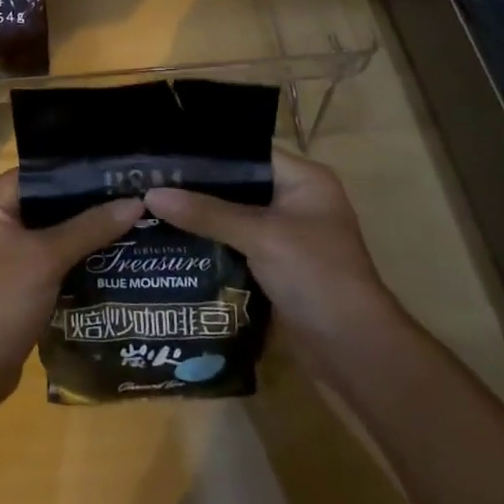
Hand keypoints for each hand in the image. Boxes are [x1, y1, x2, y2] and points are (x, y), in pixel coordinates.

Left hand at [0, 170, 144, 411]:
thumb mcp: (47, 258)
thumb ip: (90, 227)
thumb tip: (136, 202)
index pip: (40, 173)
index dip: (80, 174)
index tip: (121, 175)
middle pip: (46, 201)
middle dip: (87, 205)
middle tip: (133, 200)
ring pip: (48, 231)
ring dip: (83, 233)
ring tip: (131, 224)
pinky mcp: (9, 278)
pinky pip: (45, 256)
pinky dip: (72, 257)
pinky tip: (110, 256)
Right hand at [145, 149, 402, 361]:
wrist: (353, 351)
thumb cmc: (316, 276)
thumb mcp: (260, 236)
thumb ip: (206, 213)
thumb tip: (151, 194)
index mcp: (304, 180)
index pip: (247, 152)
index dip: (207, 151)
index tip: (163, 152)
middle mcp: (295, 200)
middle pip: (237, 185)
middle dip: (197, 186)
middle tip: (149, 179)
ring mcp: (286, 235)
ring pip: (232, 216)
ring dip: (200, 216)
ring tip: (150, 205)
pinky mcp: (275, 266)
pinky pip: (234, 244)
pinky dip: (209, 242)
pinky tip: (171, 239)